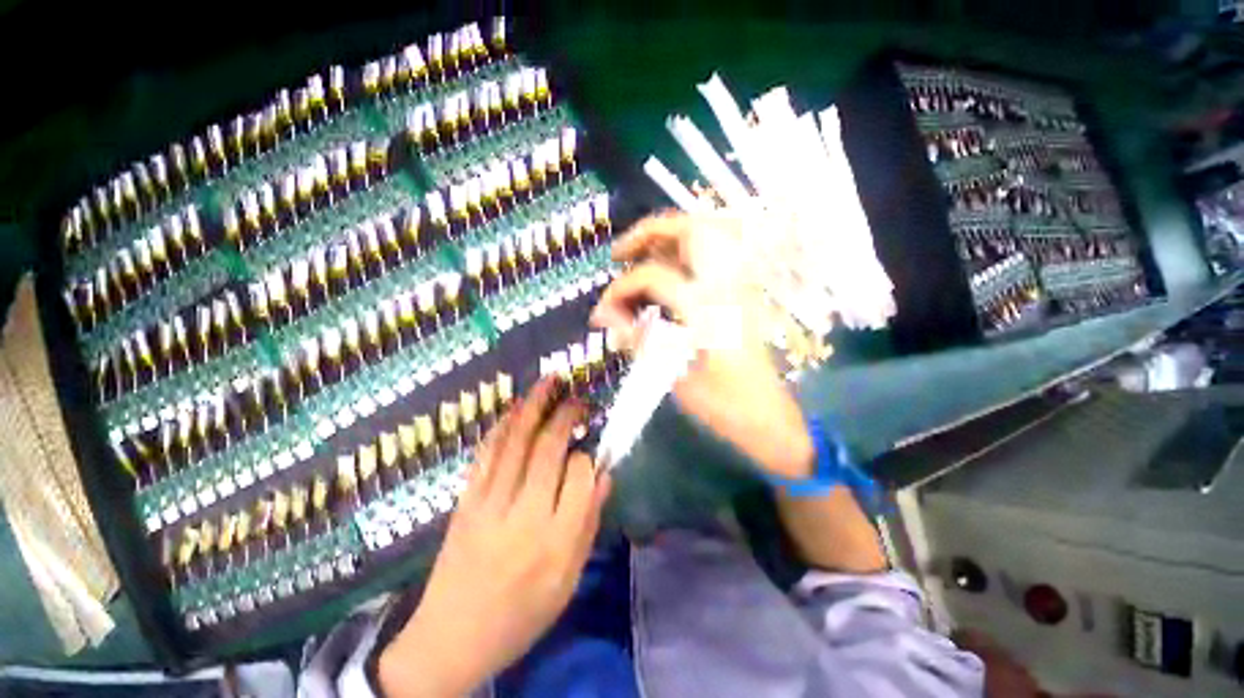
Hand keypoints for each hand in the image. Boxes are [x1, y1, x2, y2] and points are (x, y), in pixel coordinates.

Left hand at [379, 378, 611, 697]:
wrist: (451, 640)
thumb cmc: (520, 615)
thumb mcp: (567, 580)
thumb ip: (589, 523)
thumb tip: (604, 474)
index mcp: (555, 542)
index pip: (580, 477)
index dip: (588, 456)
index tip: (589, 451)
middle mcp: (524, 516)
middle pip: (548, 450)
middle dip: (566, 415)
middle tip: (577, 397)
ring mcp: (489, 504)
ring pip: (515, 442)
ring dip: (534, 406)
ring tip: (550, 381)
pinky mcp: (465, 501)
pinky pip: (486, 453)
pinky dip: (503, 425)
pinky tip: (515, 408)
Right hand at [591, 212, 815, 478]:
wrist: (768, 417)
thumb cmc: (723, 405)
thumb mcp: (674, 378)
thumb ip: (640, 339)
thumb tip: (605, 315)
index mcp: (710, 309)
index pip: (655, 276)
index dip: (620, 289)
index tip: (600, 312)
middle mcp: (727, 288)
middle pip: (692, 230)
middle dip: (649, 233)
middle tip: (619, 254)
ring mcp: (739, 288)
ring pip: (707, 236)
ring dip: (668, 239)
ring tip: (639, 258)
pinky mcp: (740, 296)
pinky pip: (714, 256)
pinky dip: (685, 254)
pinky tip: (665, 275)